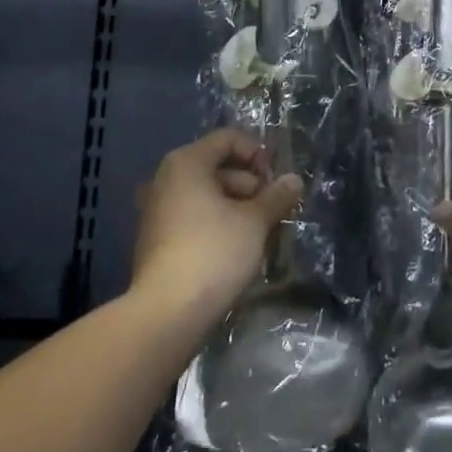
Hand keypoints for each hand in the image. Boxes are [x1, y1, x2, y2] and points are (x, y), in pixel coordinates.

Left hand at [130, 129, 301, 325]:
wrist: (167, 312)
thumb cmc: (214, 252)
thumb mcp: (254, 221)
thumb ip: (276, 196)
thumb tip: (294, 180)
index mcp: (186, 163)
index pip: (228, 138)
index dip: (257, 153)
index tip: (276, 181)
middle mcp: (166, 179)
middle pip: (217, 166)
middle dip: (250, 184)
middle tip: (274, 210)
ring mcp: (158, 210)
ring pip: (207, 195)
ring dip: (237, 207)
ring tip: (261, 232)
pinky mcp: (157, 239)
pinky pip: (194, 217)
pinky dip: (217, 223)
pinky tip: (238, 247)